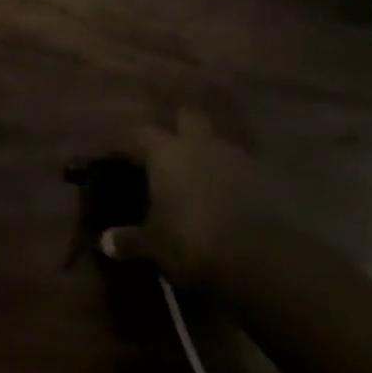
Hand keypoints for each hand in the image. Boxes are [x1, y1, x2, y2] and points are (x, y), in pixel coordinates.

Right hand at [97, 109, 267, 290]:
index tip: (130, 154)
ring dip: (211, 152)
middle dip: (181, 125)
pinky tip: (231, 195)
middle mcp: (199, 144)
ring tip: (203, 174)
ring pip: (219, 141)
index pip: (144, 134)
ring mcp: (235, 156)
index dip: (137, 142)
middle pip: (189, 116)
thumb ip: (130, 240)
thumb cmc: (190, 241)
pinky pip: (243, 167)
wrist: (257, 256)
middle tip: (172, 145)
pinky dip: (236, 176)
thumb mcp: (154, 245)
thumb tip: (106, 242)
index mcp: (166, 153)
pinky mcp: (265, 176)